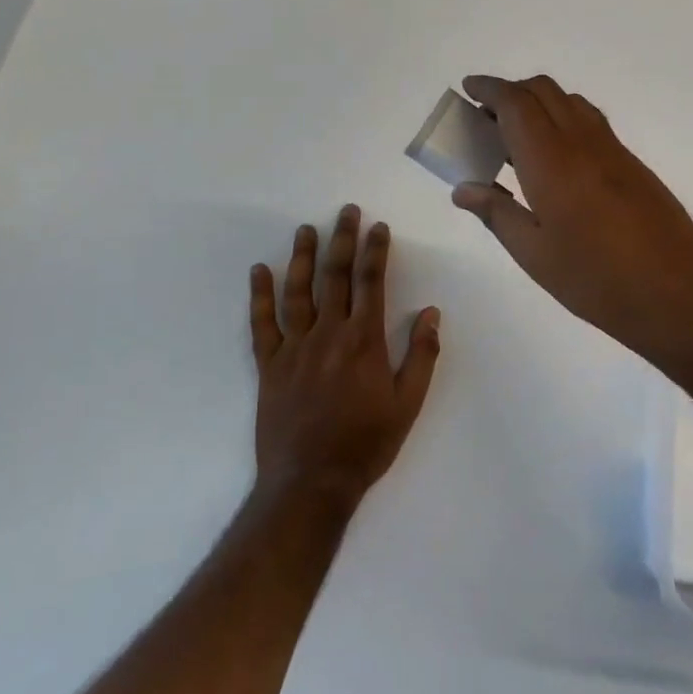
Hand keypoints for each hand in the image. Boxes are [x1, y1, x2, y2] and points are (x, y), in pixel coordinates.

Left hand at [250, 206, 440, 504]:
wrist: (310, 482)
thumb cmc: (367, 443)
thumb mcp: (408, 403)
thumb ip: (422, 355)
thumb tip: (432, 313)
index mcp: (365, 341)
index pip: (371, 283)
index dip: (375, 251)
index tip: (378, 227)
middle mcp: (328, 334)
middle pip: (335, 277)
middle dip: (342, 240)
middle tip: (345, 211)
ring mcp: (295, 348)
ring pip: (298, 292)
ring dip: (302, 257)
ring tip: (305, 229)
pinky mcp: (269, 365)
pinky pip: (262, 323)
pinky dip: (260, 296)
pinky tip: (260, 271)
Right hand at [450, 74, 692, 367]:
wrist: (678, 294)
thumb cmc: (597, 279)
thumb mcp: (535, 255)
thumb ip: (497, 214)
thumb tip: (463, 188)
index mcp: (552, 160)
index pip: (516, 103)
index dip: (489, 88)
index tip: (468, 88)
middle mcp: (583, 142)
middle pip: (544, 92)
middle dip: (512, 92)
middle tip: (486, 117)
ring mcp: (614, 151)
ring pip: (571, 103)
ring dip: (540, 103)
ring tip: (517, 136)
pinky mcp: (633, 165)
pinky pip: (591, 123)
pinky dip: (564, 120)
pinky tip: (556, 159)